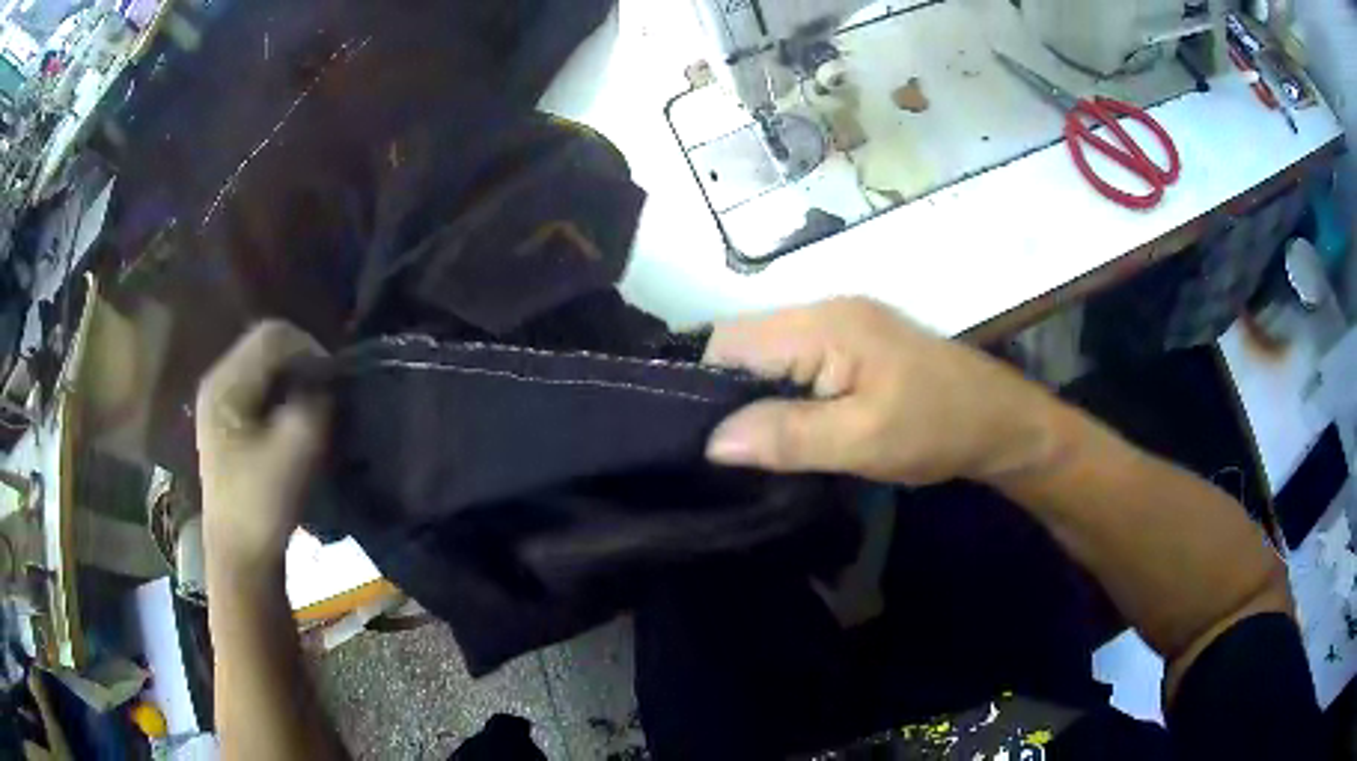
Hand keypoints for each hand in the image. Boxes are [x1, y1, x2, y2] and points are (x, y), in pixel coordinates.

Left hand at [196, 321, 329, 572]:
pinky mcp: (227, 422)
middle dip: (302, 362)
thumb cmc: (261, 505)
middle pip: (266, 346)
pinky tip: (295, 419)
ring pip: (265, 367)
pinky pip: (260, 388)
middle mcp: (217, 383)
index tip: (335, 381)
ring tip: (315, 406)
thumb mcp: (295, 452)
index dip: (309, 348)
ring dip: (294, 379)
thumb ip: (315, 404)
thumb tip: (328, 381)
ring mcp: (219, 402)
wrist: (239, 556)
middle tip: (328, 393)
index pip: (272, 335)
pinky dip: (283, 394)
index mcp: (225, 384)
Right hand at [703, 299, 1061, 485]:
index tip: (695, 440)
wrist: (1001, 423)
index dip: (702, 386)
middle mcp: (824, 313)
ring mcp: (841, 328)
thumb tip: (712, 441)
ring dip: (755, 399)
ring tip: (747, 449)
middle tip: (720, 454)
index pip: (729, 340)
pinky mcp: (853, 348)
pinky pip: (795, 366)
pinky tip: (784, 431)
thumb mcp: (863, 440)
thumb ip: (788, 435)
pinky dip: (781, 397)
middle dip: (726, 396)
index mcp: (822, 325)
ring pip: (768, 358)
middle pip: (745, 346)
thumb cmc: (938, 427)